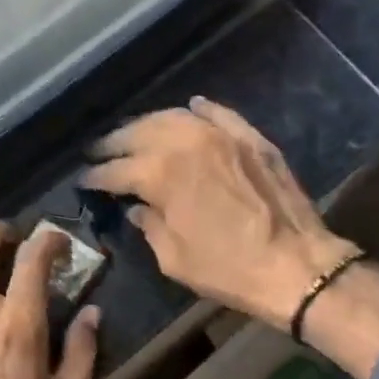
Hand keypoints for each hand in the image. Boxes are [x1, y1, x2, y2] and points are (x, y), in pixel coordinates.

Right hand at [80, 98, 360, 330]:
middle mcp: (185, 142)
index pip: (116, 170)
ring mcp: (222, 134)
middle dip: (114, 143)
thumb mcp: (174, 258)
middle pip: (139, 133)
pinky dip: (199, 110)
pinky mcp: (251, 138)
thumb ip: (149, 226)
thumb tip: (137, 209)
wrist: (295, 264)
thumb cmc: (227, 269)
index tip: (84, 181)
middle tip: (100, 151)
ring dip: (149, 124)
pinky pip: (218, 114)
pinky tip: (190, 108)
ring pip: (175, 117)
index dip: (96, 176)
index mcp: (159, 174)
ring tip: (136, 133)